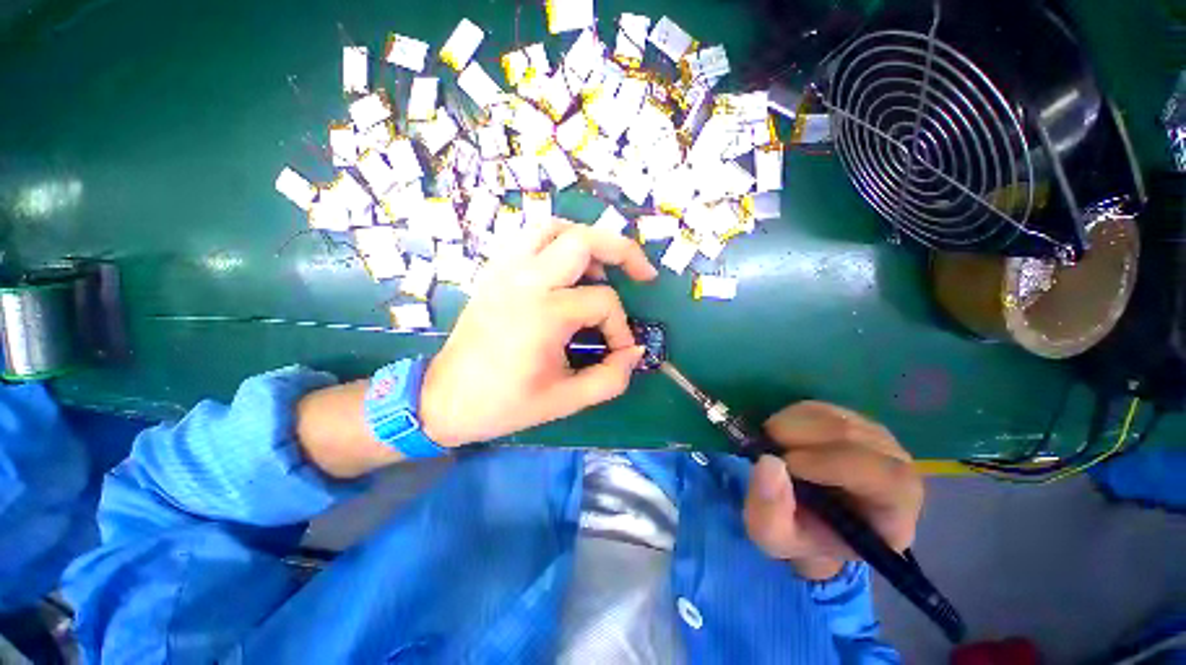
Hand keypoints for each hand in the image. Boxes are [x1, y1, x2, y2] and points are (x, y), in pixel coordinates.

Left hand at [419, 220, 658, 446]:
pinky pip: (531, 238)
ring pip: (555, 228)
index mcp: (544, 313)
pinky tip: (567, 269)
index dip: (621, 328)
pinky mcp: (495, 271)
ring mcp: (506, 269)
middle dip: (622, 251)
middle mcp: (526, 280)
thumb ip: (611, 378)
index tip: (620, 351)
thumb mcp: (566, 400)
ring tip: (603, 267)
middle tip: (642, 273)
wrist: (444, 398)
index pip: (603, 302)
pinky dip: (557, 243)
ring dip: (587, 241)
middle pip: (584, 240)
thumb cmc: (505, 403)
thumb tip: (635, 352)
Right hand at [743, 401, 922, 579]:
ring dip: (791, 425)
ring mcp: (876, 441)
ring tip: (770, 444)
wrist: (809, 519)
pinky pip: (822, 408)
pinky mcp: (852, 421)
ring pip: (835, 418)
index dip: (833, 464)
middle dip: (802, 437)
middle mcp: (897, 470)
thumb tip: (769, 462)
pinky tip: (780, 434)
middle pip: (856, 438)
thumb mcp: (773, 537)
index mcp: (894, 513)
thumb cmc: (800, 534)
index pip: (886, 477)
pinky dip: (791, 416)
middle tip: (765, 446)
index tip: (785, 464)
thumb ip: (769, 511)